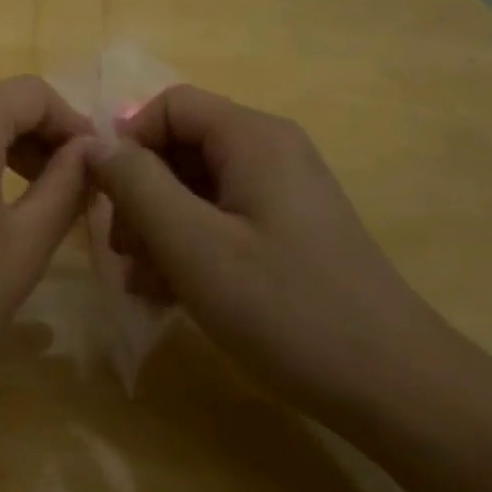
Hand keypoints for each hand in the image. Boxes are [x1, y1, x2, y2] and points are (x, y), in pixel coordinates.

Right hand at [86, 85, 453, 418]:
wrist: (394, 386)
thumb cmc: (285, 307)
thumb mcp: (193, 245)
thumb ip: (137, 185)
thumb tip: (97, 145)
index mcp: (252, 138)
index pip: (169, 105)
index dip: (129, 143)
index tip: (108, 201)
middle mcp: (270, 152)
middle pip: (181, 148)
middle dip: (141, 197)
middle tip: (125, 254)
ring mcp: (282, 193)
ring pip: (196, 188)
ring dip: (159, 230)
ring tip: (145, 286)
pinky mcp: (288, 231)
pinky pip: (221, 220)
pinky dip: (189, 248)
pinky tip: (172, 297)